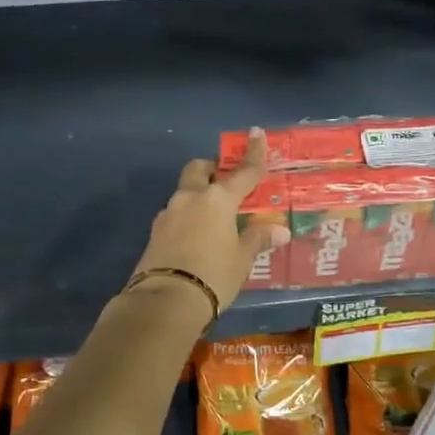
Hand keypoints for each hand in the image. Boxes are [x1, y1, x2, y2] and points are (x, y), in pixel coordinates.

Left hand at [130, 128, 287, 318]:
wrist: (165, 301)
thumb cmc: (214, 274)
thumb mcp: (242, 259)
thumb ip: (258, 239)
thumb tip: (280, 231)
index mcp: (218, 199)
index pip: (243, 172)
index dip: (253, 153)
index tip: (256, 133)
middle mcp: (191, 198)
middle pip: (199, 169)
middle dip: (212, 169)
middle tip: (225, 179)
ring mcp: (169, 214)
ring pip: (185, 192)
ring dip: (198, 195)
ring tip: (214, 217)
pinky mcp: (155, 233)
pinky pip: (176, 215)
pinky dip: (188, 217)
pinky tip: (196, 235)